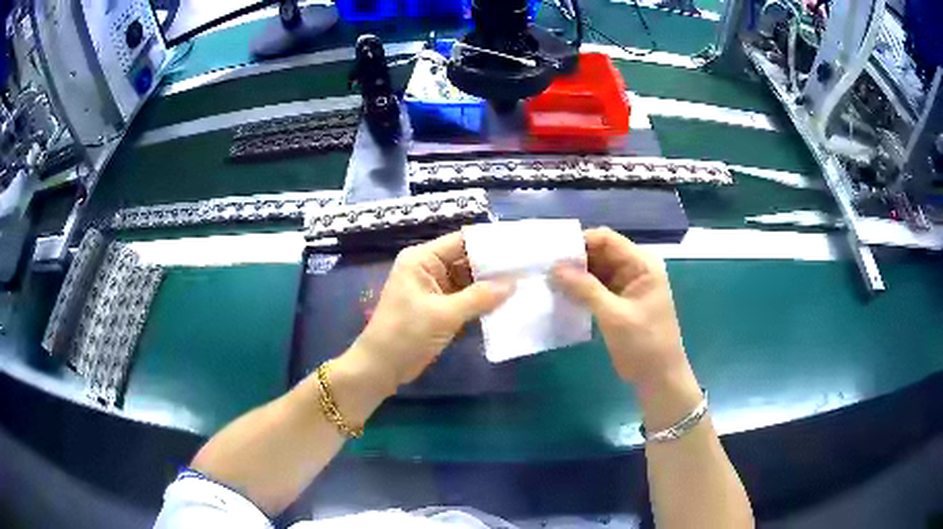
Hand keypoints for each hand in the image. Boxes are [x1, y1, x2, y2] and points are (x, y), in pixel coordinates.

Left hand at [352, 232, 513, 387]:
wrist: (381, 367)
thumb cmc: (405, 334)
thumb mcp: (444, 314)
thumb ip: (480, 297)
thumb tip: (513, 283)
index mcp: (422, 259)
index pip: (462, 241)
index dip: (491, 244)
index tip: (521, 248)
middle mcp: (428, 268)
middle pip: (467, 259)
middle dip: (495, 266)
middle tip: (528, 268)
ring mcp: (434, 289)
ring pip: (468, 280)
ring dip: (491, 285)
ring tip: (524, 283)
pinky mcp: (438, 307)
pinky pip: (465, 298)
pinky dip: (482, 301)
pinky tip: (506, 303)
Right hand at [552, 227, 692, 395]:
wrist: (658, 377)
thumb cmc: (644, 344)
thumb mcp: (614, 315)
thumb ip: (585, 289)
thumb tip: (554, 268)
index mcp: (642, 265)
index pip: (608, 240)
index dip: (581, 242)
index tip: (553, 253)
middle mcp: (634, 269)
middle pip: (600, 252)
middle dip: (574, 259)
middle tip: (544, 267)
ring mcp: (626, 285)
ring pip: (595, 270)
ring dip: (574, 274)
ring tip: (547, 278)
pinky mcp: (617, 301)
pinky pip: (595, 287)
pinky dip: (579, 289)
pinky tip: (559, 293)